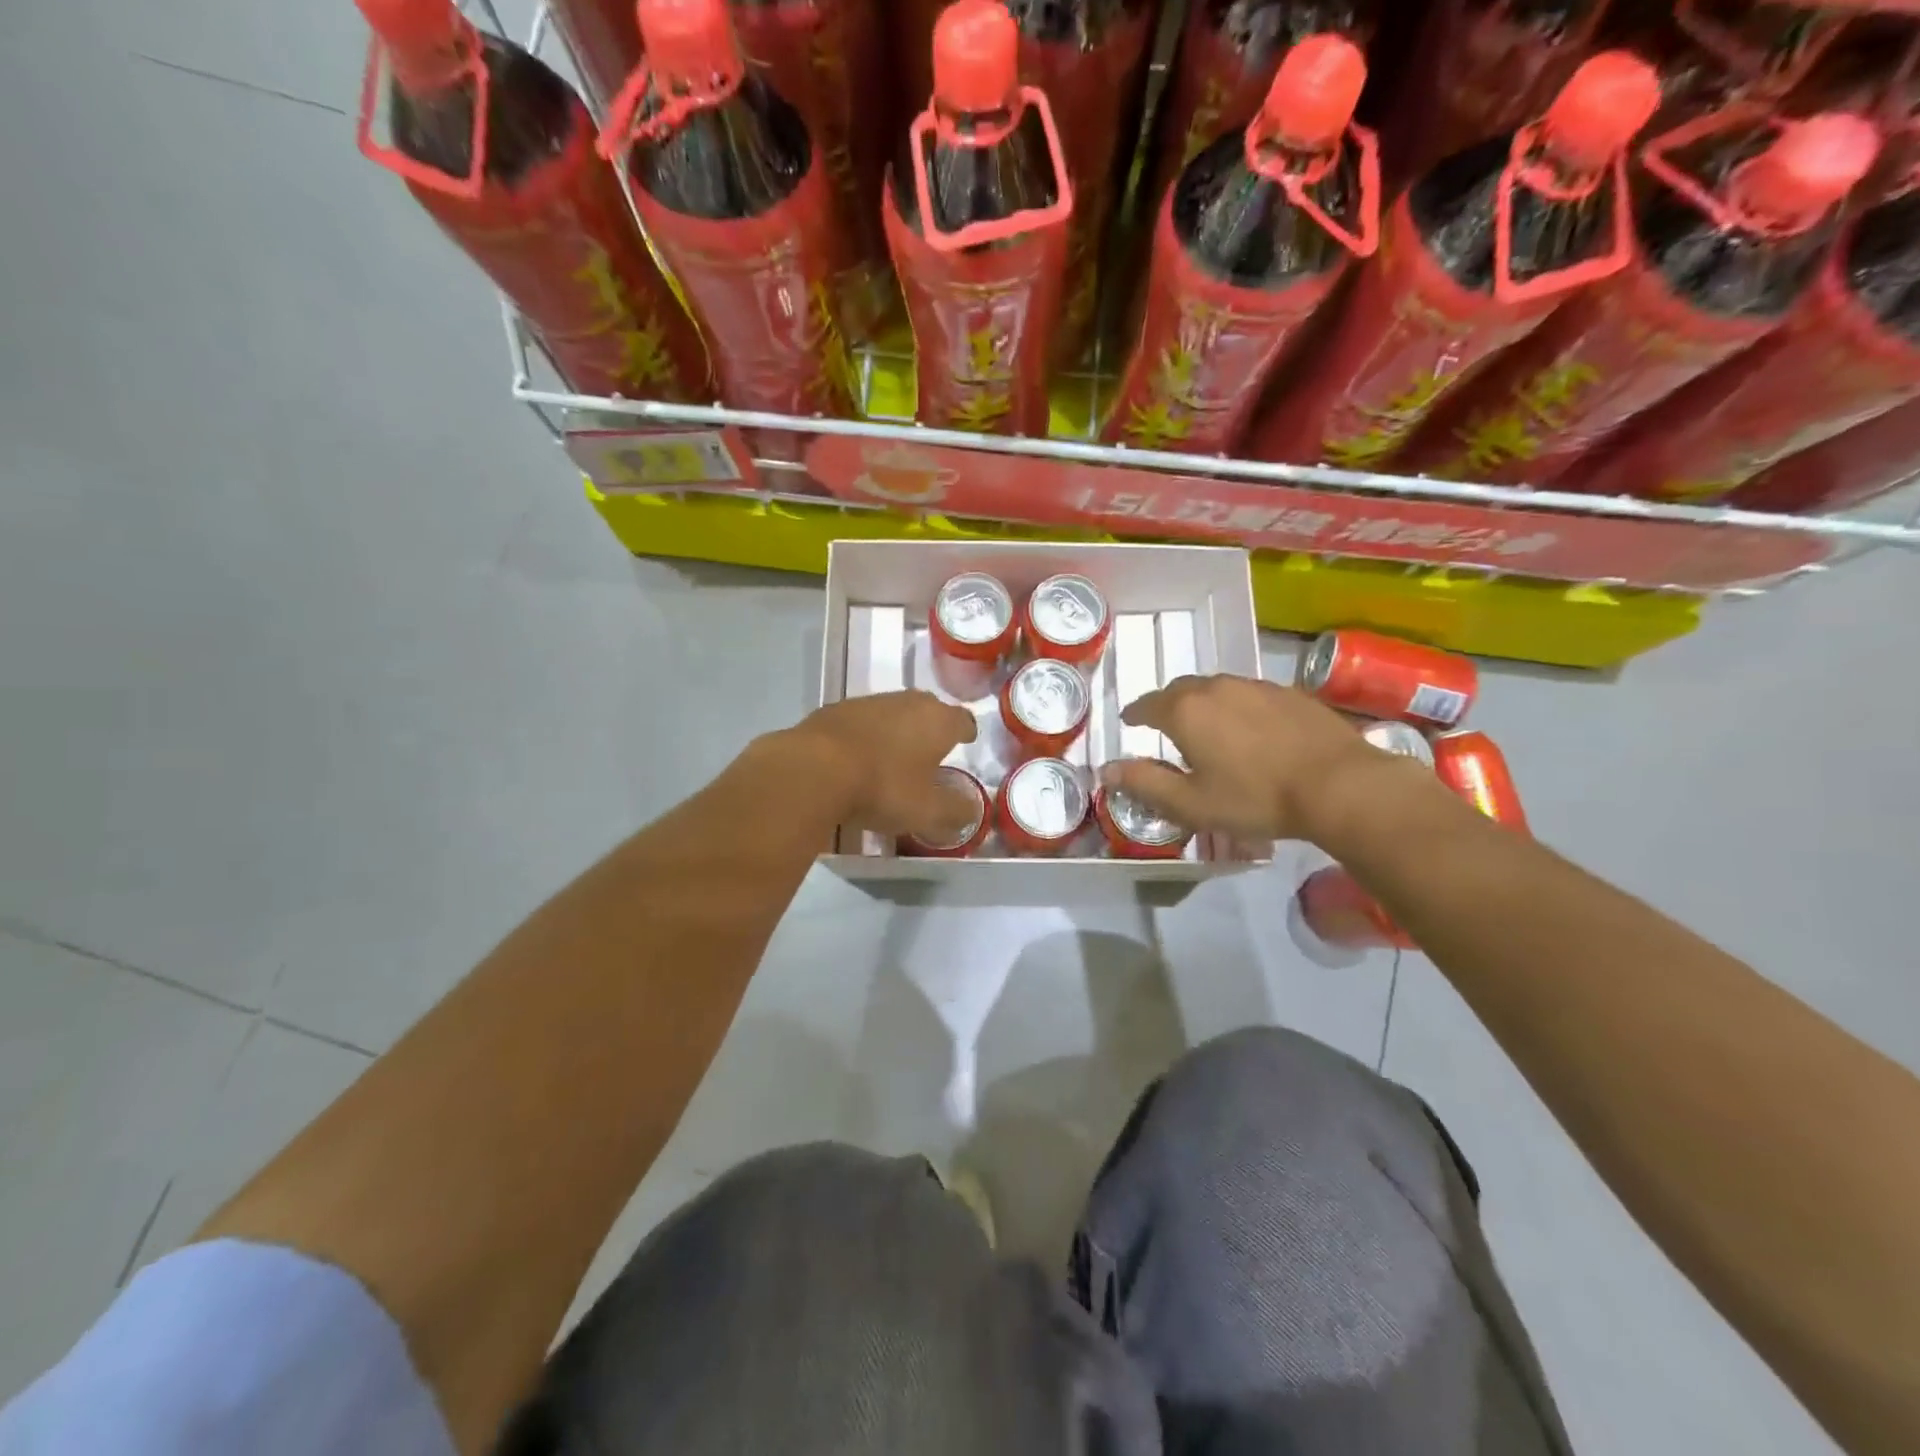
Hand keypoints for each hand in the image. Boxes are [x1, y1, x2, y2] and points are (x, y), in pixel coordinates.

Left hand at [783, 691, 979, 840]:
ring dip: (896, 730)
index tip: (966, 740)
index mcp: (937, 720)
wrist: (813, 770)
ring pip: (892, 713)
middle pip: (927, 709)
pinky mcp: (834, 711)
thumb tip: (970, 810)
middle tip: (931, 749)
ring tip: (893, 756)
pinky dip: (865, 736)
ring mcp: (867, 703)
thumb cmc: (883, 787)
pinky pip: (860, 723)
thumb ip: (955, 811)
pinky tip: (857, 758)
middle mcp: (906, 702)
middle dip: (932, 727)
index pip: (962, 720)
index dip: (966, 732)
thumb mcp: (928, 811)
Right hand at [1101, 674, 1389, 841]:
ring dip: (1204, 704)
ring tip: (1208, 728)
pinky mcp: (1288, 692)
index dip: (1135, 714)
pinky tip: (1250, 730)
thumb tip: (1107, 769)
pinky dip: (1237, 707)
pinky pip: (1248, 694)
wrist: (1339, 785)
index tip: (1130, 722)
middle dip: (1167, 705)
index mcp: (1185, 711)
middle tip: (1165, 726)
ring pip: (1216, 688)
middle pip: (1181, 690)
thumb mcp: (1191, 803)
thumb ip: (1145, 783)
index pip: (1147, 704)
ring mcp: (1255, 685)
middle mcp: (1216, 687)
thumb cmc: (1255, 798)